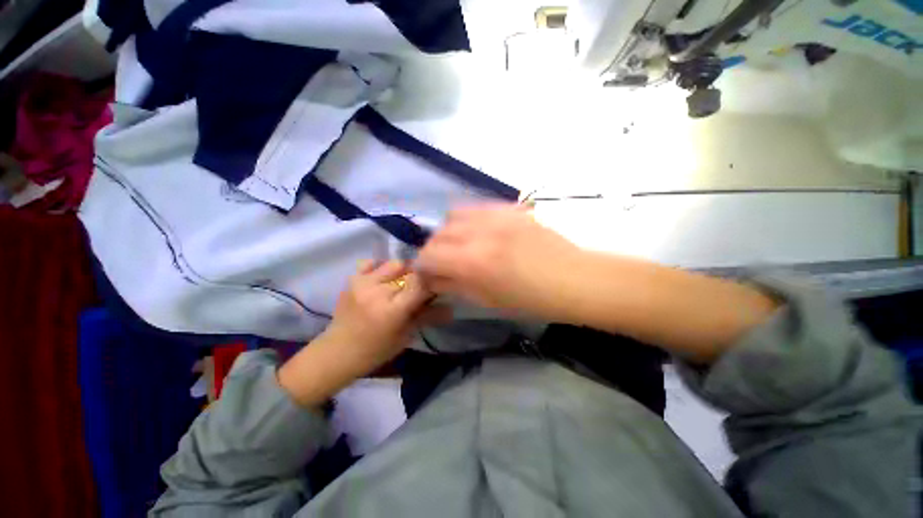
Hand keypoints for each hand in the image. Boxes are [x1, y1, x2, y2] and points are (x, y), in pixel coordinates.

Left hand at [279, 260, 436, 406]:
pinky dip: (379, 268)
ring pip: (393, 264)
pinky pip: (370, 263)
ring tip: (399, 285)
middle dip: (417, 278)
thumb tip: (451, 308)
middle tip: (418, 291)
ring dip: (400, 272)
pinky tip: (381, 280)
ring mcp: (362, 282)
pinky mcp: (352, 279)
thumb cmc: (375, 351)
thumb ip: (425, 318)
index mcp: (393, 310)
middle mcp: (378, 291)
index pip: (420, 283)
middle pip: (408, 271)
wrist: (340, 350)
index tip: (436, 288)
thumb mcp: (404, 337)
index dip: (431, 283)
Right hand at [416, 204, 582, 318]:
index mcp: (472, 262)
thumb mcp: (490, 301)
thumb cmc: (534, 301)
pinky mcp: (512, 208)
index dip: (422, 266)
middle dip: (434, 249)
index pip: (428, 255)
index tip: (427, 275)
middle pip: (439, 233)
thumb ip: (456, 287)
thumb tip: (434, 280)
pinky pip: (480, 207)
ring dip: (450, 230)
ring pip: (456, 213)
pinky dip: (472, 219)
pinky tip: (483, 233)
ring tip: (462, 245)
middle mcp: (479, 232)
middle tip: (443, 264)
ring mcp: (497, 216)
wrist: (575, 280)